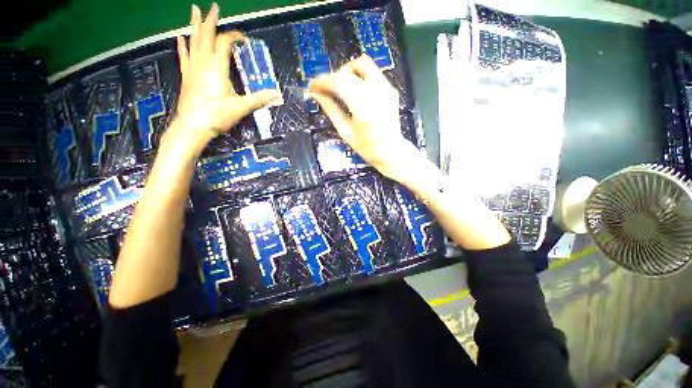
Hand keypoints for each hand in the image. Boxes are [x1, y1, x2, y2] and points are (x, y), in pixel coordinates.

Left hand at [169, 3, 280, 153]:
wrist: (194, 125)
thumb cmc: (218, 115)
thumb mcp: (241, 107)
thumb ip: (259, 99)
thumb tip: (277, 94)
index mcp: (217, 67)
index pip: (225, 43)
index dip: (235, 37)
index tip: (244, 40)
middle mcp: (203, 62)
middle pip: (206, 35)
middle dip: (210, 20)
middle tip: (213, 6)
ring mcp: (192, 67)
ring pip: (193, 41)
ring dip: (194, 25)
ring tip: (194, 10)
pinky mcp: (186, 75)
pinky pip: (183, 55)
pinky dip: (182, 44)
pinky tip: (180, 36)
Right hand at [309, 55, 421, 182]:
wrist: (391, 150)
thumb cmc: (367, 147)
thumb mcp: (345, 131)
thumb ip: (331, 109)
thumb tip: (315, 93)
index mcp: (364, 109)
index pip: (340, 83)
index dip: (323, 81)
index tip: (312, 86)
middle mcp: (377, 93)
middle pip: (352, 68)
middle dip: (335, 76)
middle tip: (327, 89)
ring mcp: (387, 88)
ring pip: (364, 64)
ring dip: (347, 72)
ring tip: (341, 88)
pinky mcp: (391, 89)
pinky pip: (372, 73)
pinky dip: (359, 77)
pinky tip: (355, 92)